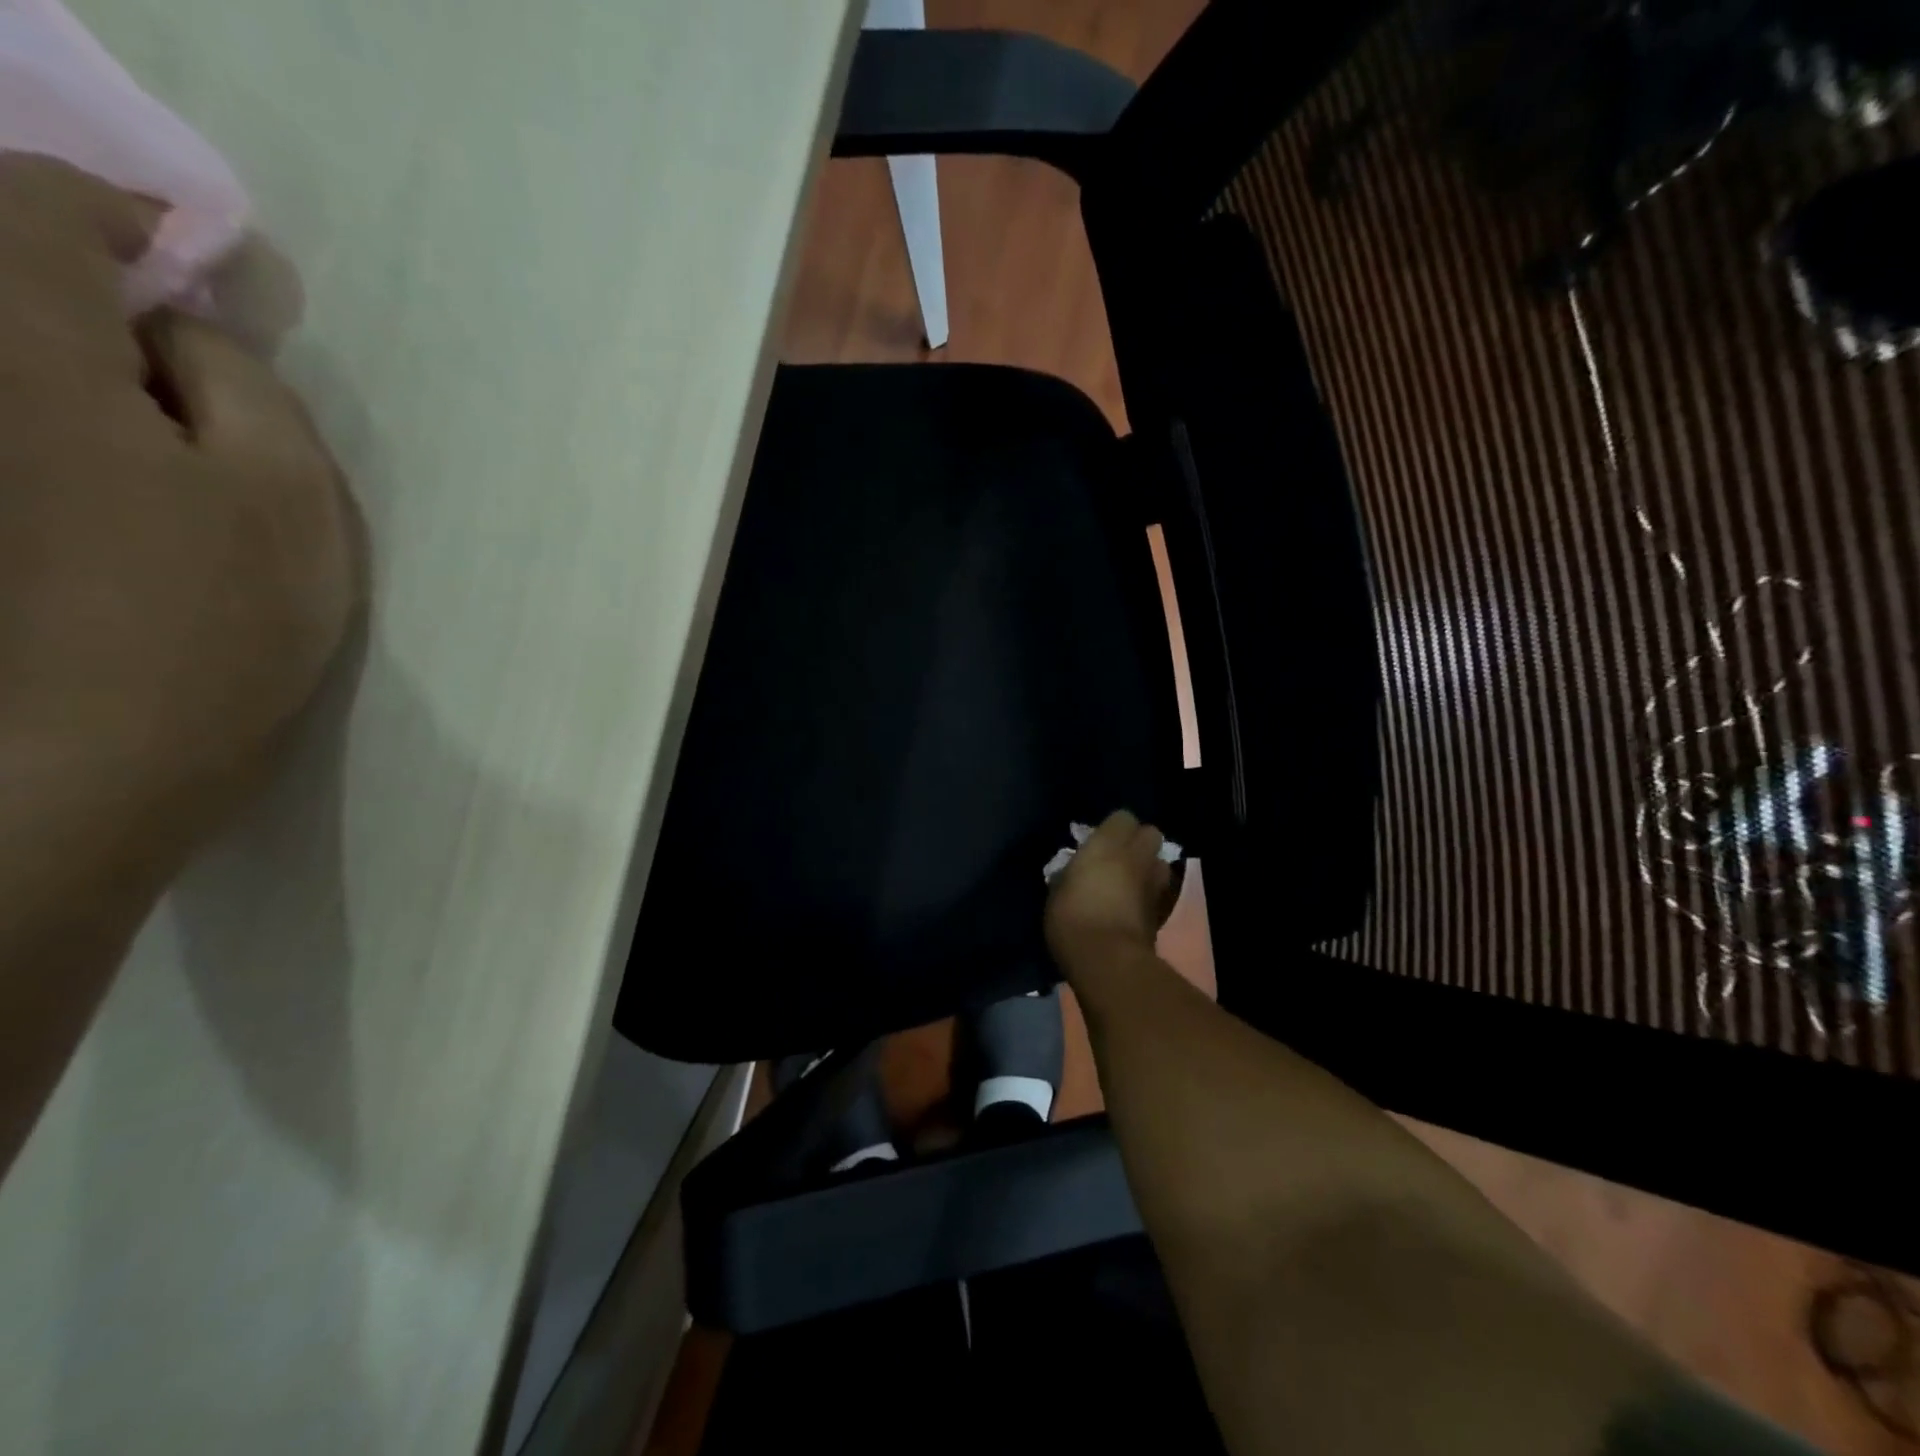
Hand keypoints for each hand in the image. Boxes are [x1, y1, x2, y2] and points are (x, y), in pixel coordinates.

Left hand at [0, 154, 363, 862]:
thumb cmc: (215, 618)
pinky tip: (110, 466)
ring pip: (7, 354)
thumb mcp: (287, 492)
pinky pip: (10, 419)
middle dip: (89, 282)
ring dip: (71, 353)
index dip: (124, 218)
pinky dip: (56, 412)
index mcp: (23, 350)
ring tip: (152, 413)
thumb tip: (184, 327)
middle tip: (180, 348)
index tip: (198, 272)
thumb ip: (242, 381)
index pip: (32, 202)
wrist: (99, 754)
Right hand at [1044, 810, 1175, 970]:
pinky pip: (1158, 891)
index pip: (1122, 817)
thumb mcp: (1057, 890)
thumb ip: (1070, 873)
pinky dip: (1149, 894)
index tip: (1097, 841)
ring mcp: (1154, 883)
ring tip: (1129, 882)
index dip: (1112, 828)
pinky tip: (1132, 907)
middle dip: (1138, 842)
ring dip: (1148, 867)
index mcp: (1108, 844)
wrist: (1107, 960)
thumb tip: (1074, 872)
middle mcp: (1137, 856)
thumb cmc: (1072, 917)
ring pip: (1160, 862)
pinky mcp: (1162, 910)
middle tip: (1118, 858)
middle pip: (1150, 833)